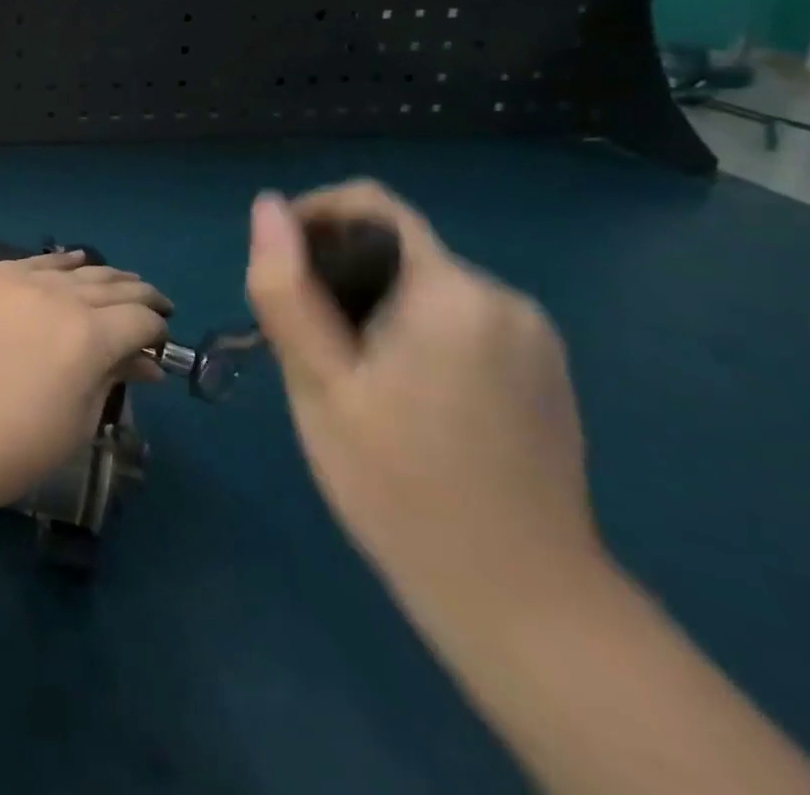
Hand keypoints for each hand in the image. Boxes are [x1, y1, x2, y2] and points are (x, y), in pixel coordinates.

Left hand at [0, 253, 170, 523]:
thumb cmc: (11, 449)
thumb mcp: (76, 422)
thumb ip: (112, 379)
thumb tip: (144, 363)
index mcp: (86, 335)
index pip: (140, 320)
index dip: (158, 330)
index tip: (161, 342)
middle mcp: (54, 295)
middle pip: (111, 286)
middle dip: (139, 297)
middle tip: (154, 305)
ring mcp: (12, 281)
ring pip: (71, 269)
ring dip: (102, 277)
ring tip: (119, 284)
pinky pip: (28, 263)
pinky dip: (56, 265)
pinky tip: (69, 265)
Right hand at [246, 183, 601, 610]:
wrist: (522, 603)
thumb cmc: (399, 484)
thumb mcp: (319, 382)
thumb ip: (287, 289)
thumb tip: (266, 207)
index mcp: (452, 293)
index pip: (372, 205)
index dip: (313, 216)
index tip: (278, 266)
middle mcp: (504, 298)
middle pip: (396, 250)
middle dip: (339, 277)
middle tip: (306, 345)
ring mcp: (533, 336)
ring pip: (423, 288)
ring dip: (373, 308)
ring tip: (347, 377)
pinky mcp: (543, 371)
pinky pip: (457, 322)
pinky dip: (413, 334)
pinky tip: (400, 398)